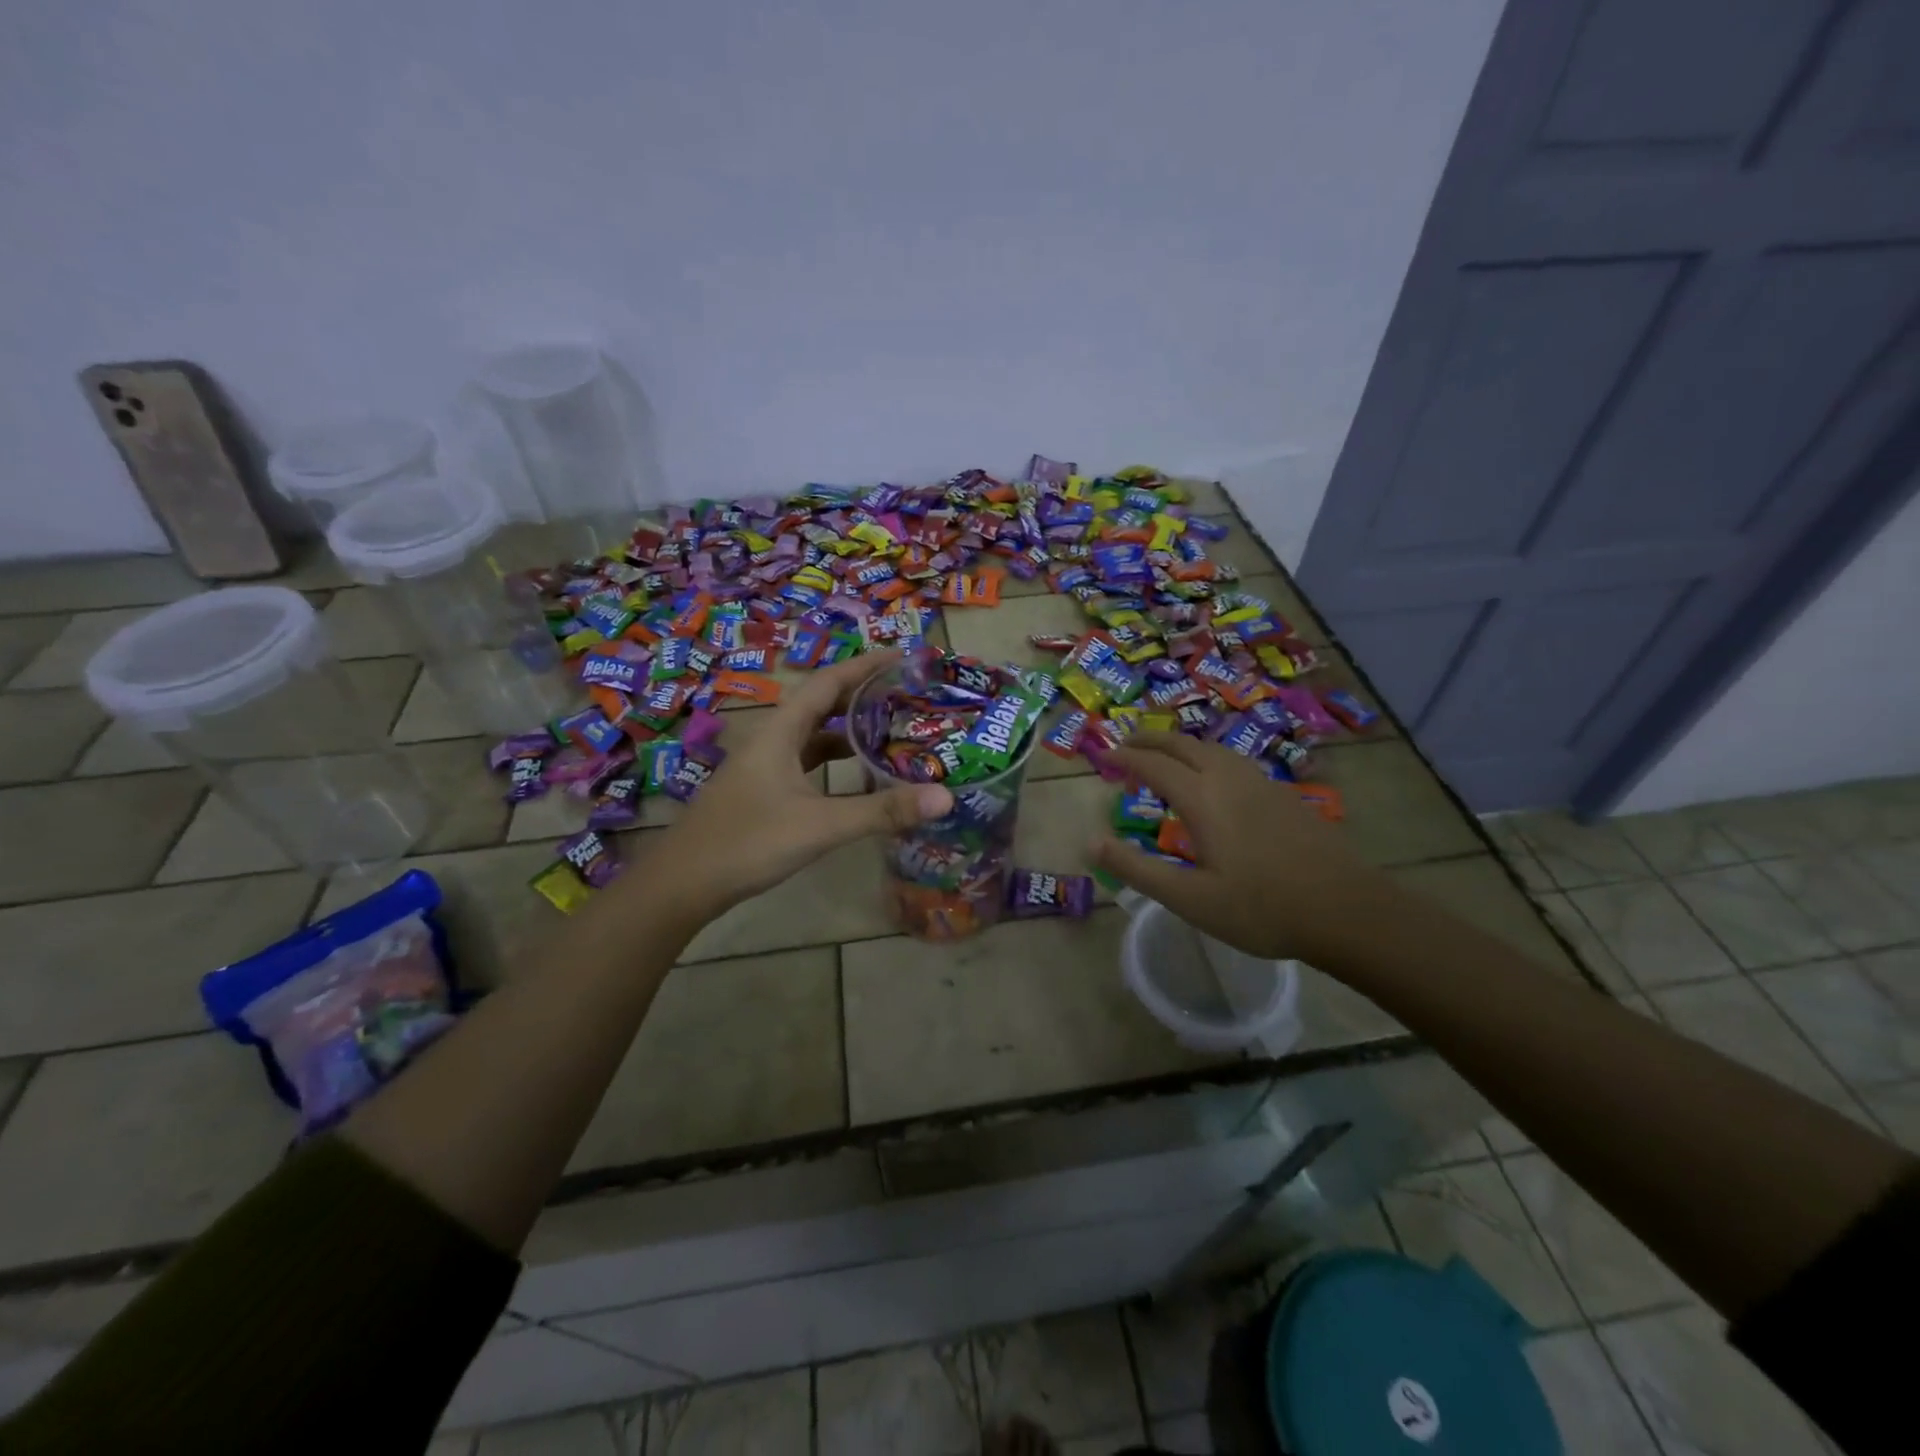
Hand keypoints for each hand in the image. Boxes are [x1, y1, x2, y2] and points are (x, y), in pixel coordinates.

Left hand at [642, 652, 952, 922]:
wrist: (683, 884)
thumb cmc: (748, 842)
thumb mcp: (820, 826)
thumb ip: (881, 811)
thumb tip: (945, 797)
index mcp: (780, 732)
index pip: (828, 683)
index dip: (865, 666)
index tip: (902, 658)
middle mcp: (771, 740)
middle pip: (821, 705)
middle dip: (862, 695)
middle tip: (906, 696)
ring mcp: (764, 767)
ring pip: (813, 736)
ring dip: (848, 730)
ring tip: (891, 731)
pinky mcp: (763, 792)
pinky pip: (806, 762)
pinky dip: (834, 761)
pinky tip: (856, 777)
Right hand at [1092, 731, 1385, 964]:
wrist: (1346, 909)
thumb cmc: (1261, 908)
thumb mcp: (1189, 898)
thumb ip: (1137, 869)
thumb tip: (1091, 842)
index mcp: (1202, 798)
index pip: (1154, 765)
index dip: (1126, 757)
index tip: (1104, 756)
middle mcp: (1229, 778)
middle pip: (1182, 745)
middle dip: (1150, 739)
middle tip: (1126, 743)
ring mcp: (1261, 783)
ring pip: (1211, 748)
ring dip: (1180, 744)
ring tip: (1164, 754)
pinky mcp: (1283, 793)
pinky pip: (1233, 760)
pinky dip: (1206, 756)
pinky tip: (1213, 777)